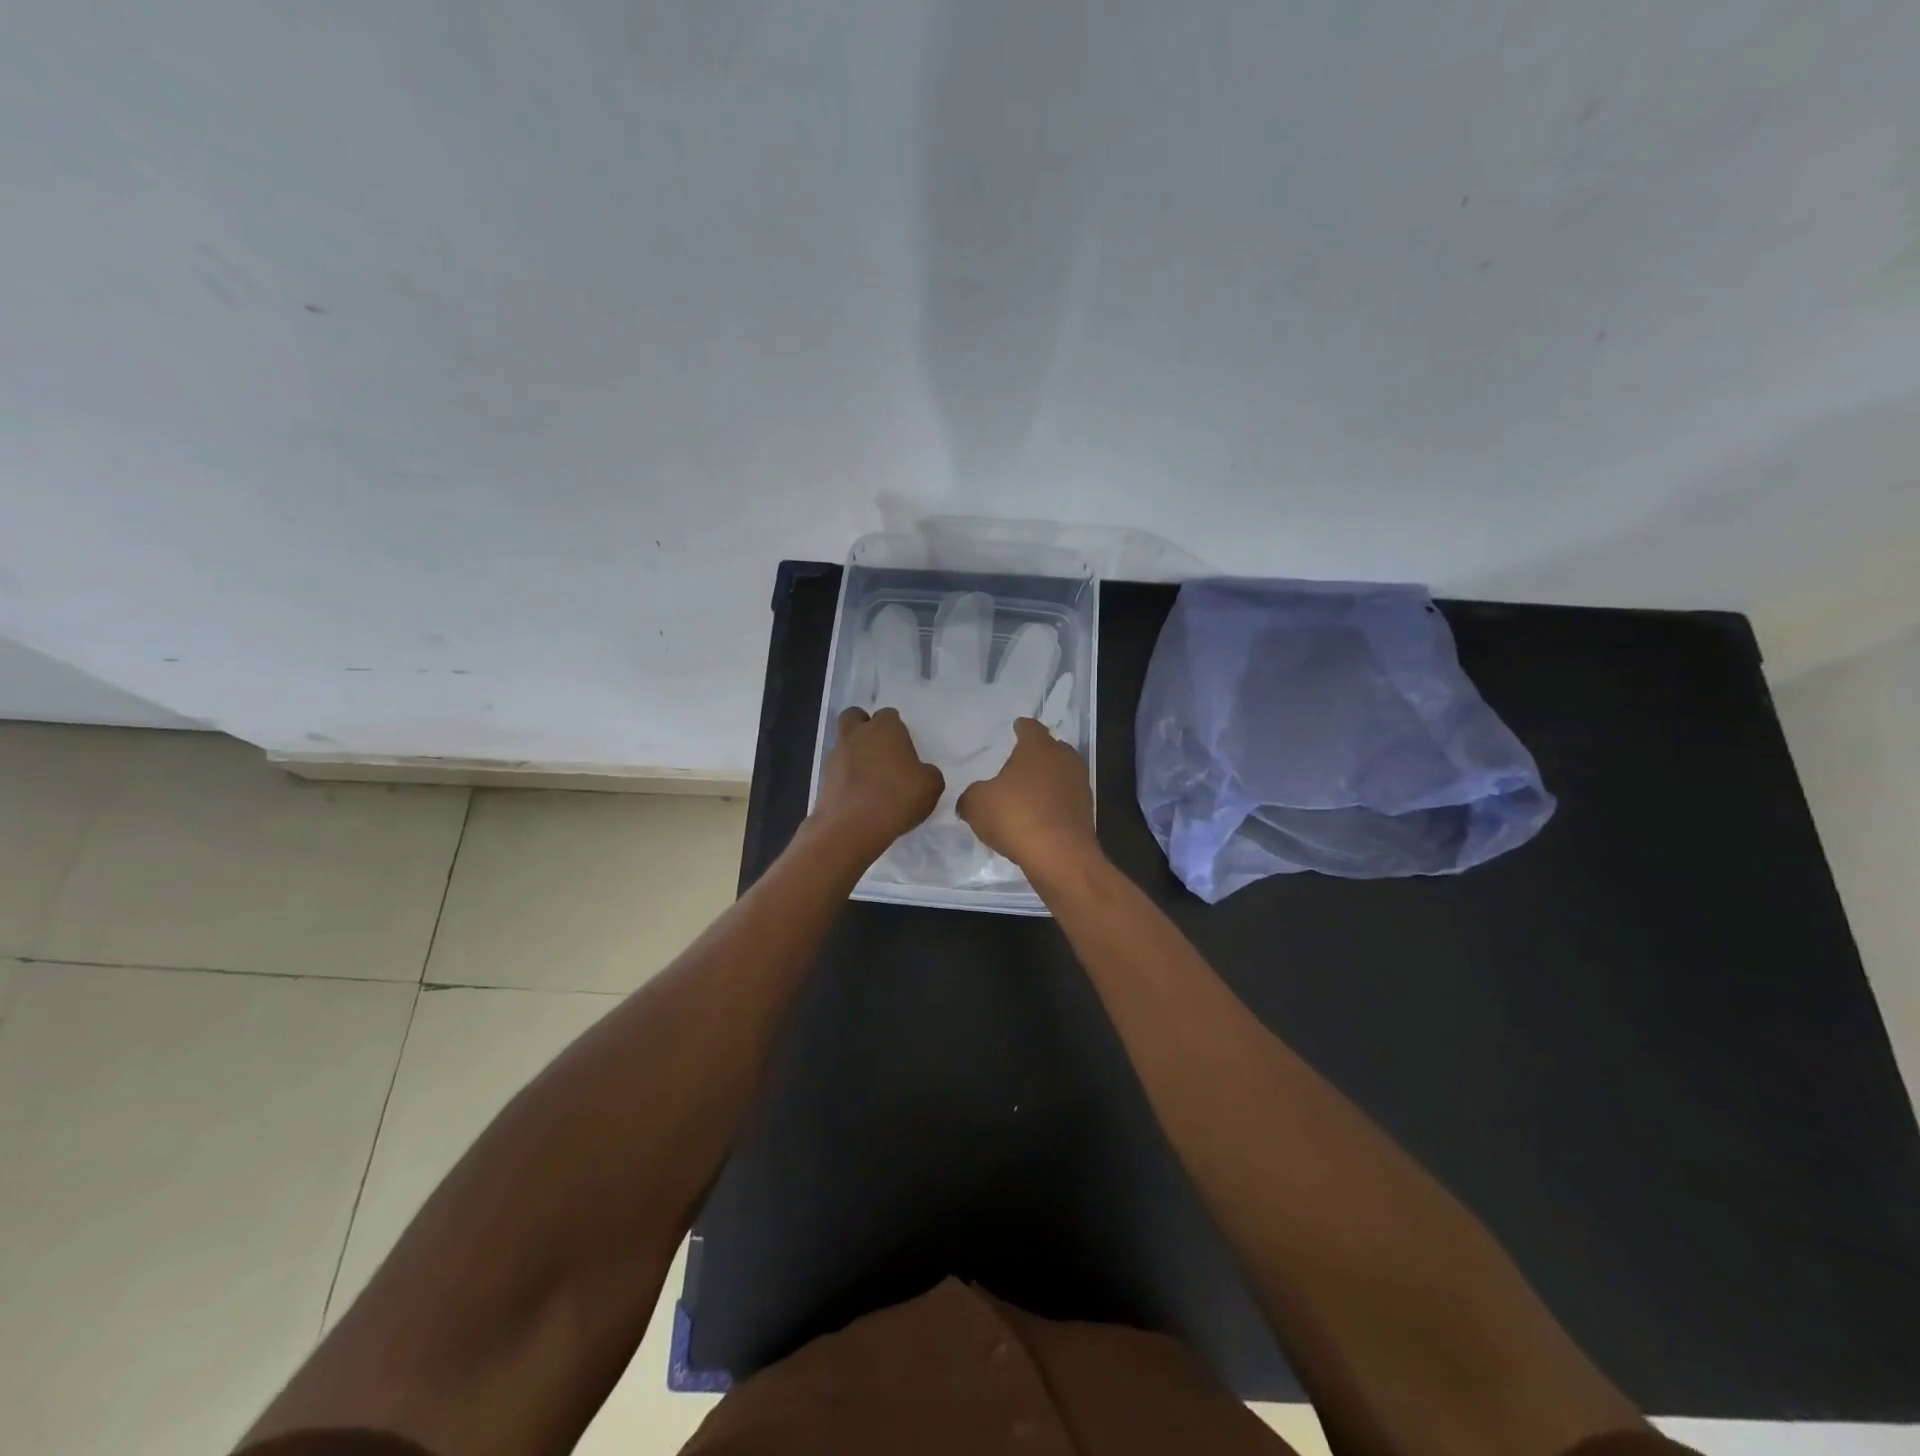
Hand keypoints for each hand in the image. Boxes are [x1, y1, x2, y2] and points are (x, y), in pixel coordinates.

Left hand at [810, 707, 943, 860]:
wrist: (852, 827)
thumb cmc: (897, 797)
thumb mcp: (931, 786)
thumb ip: (928, 773)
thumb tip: (920, 773)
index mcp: (885, 727)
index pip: (889, 715)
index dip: (897, 730)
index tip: (904, 750)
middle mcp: (857, 734)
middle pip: (855, 717)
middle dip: (865, 728)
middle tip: (881, 751)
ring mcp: (836, 755)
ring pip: (844, 743)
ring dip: (855, 754)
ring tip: (871, 780)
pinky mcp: (823, 778)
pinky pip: (837, 770)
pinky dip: (846, 777)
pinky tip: (860, 796)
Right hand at [957, 718, 1097, 875]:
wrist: (1059, 855)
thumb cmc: (1015, 816)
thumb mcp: (976, 804)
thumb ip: (970, 796)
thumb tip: (971, 799)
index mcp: (1038, 747)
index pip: (1030, 728)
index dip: (1021, 728)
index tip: (1016, 728)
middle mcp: (1064, 759)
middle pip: (1051, 749)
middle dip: (1036, 754)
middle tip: (1019, 763)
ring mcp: (1079, 785)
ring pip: (1061, 774)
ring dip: (1046, 781)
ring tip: (1027, 792)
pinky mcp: (1086, 812)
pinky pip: (1065, 800)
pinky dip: (1053, 804)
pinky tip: (1038, 818)